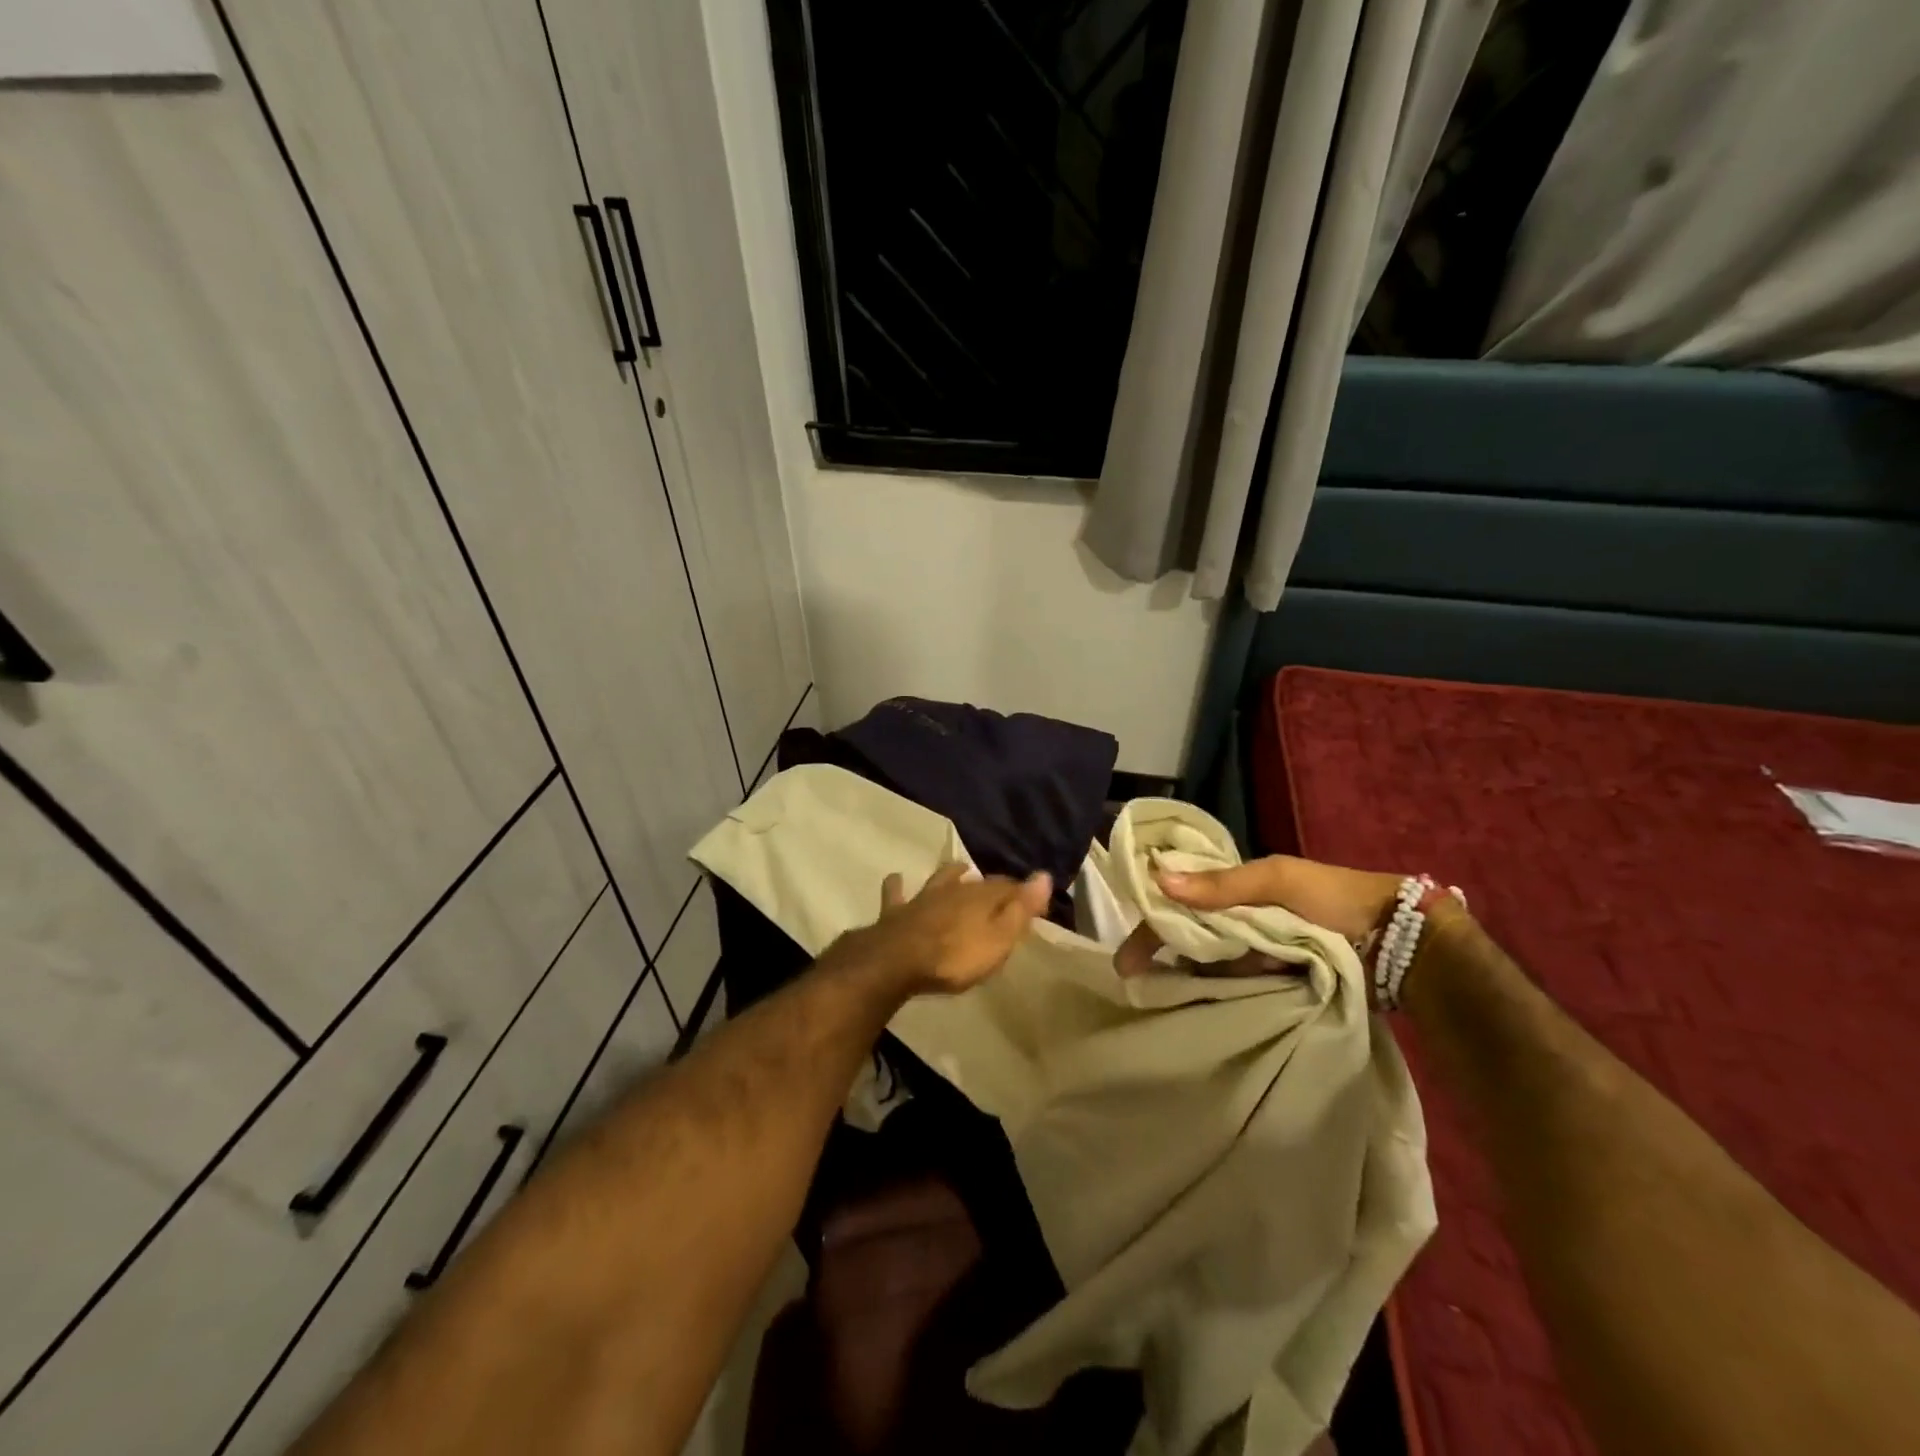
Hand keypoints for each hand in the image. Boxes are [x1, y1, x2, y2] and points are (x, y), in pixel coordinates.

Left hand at [851, 862, 1052, 995]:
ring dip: (951, 875)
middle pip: (976, 883)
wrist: (897, 961)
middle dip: (990, 884)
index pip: (1009, 888)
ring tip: (959, 869)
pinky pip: (897, 894)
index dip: (1025, 894)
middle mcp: (954, 891)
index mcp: (982, 898)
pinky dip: (898, 886)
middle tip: (1000, 889)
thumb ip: (1021, 909)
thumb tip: (1044, 875)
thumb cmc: (955, 957)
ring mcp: (923, 899)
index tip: (1037, 904)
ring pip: (941, 880)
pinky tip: (896, 879)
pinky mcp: (897, 912)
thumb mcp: (998, 939)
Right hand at [1114, 855, 1403, 977]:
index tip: (1127, 957)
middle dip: (1161, 957)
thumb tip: (1158, 881)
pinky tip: (1194, 1012)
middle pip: (1189, 938)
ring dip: (1185, 980)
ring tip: (1156, 1004)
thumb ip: (1223, 884)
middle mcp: (1240, 922)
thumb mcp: (1277, 879)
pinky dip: (1215, 996)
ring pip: (1209, 966)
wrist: (1396, 942)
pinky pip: (1236, 989)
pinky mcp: (1275, 984)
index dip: (1152, 924)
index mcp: (1236, 890)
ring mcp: (1257, 956)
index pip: (1180, 903)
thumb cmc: (1333, 899)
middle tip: (1135, 984)